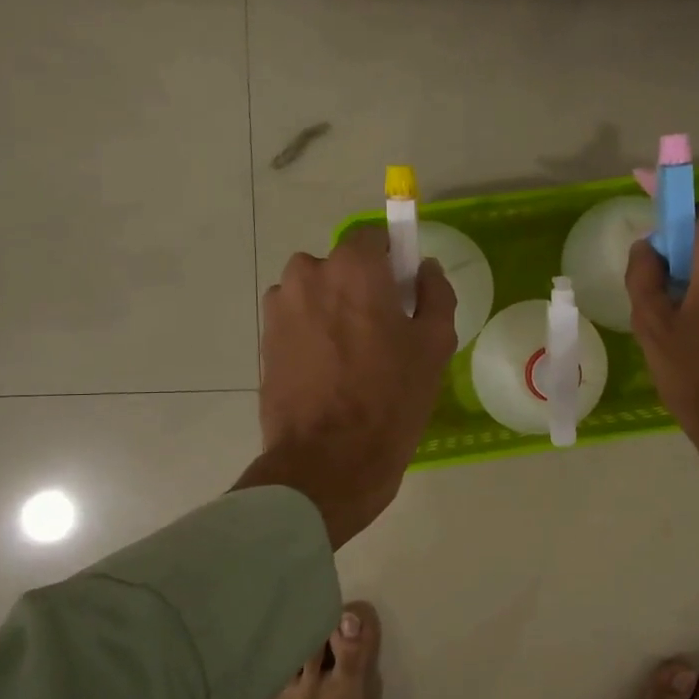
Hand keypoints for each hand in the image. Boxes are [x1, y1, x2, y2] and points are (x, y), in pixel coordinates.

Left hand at [235, 226, 457, 547]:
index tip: (405, 291)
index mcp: (352, 268)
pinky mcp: (264, 341)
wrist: (327, 461)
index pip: (373, 237)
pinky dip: (314, 336)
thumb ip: (435, 294)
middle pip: (342, 267)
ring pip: (317, 295)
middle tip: (384, 332)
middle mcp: (307, 275)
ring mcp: (279, 309)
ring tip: (355, 359)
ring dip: (335, 311)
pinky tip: (331, 374)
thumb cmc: (390, 398)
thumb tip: (424, 269)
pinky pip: (298, 322)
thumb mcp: (434, 345)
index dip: (392, 260)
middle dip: (362, 288)